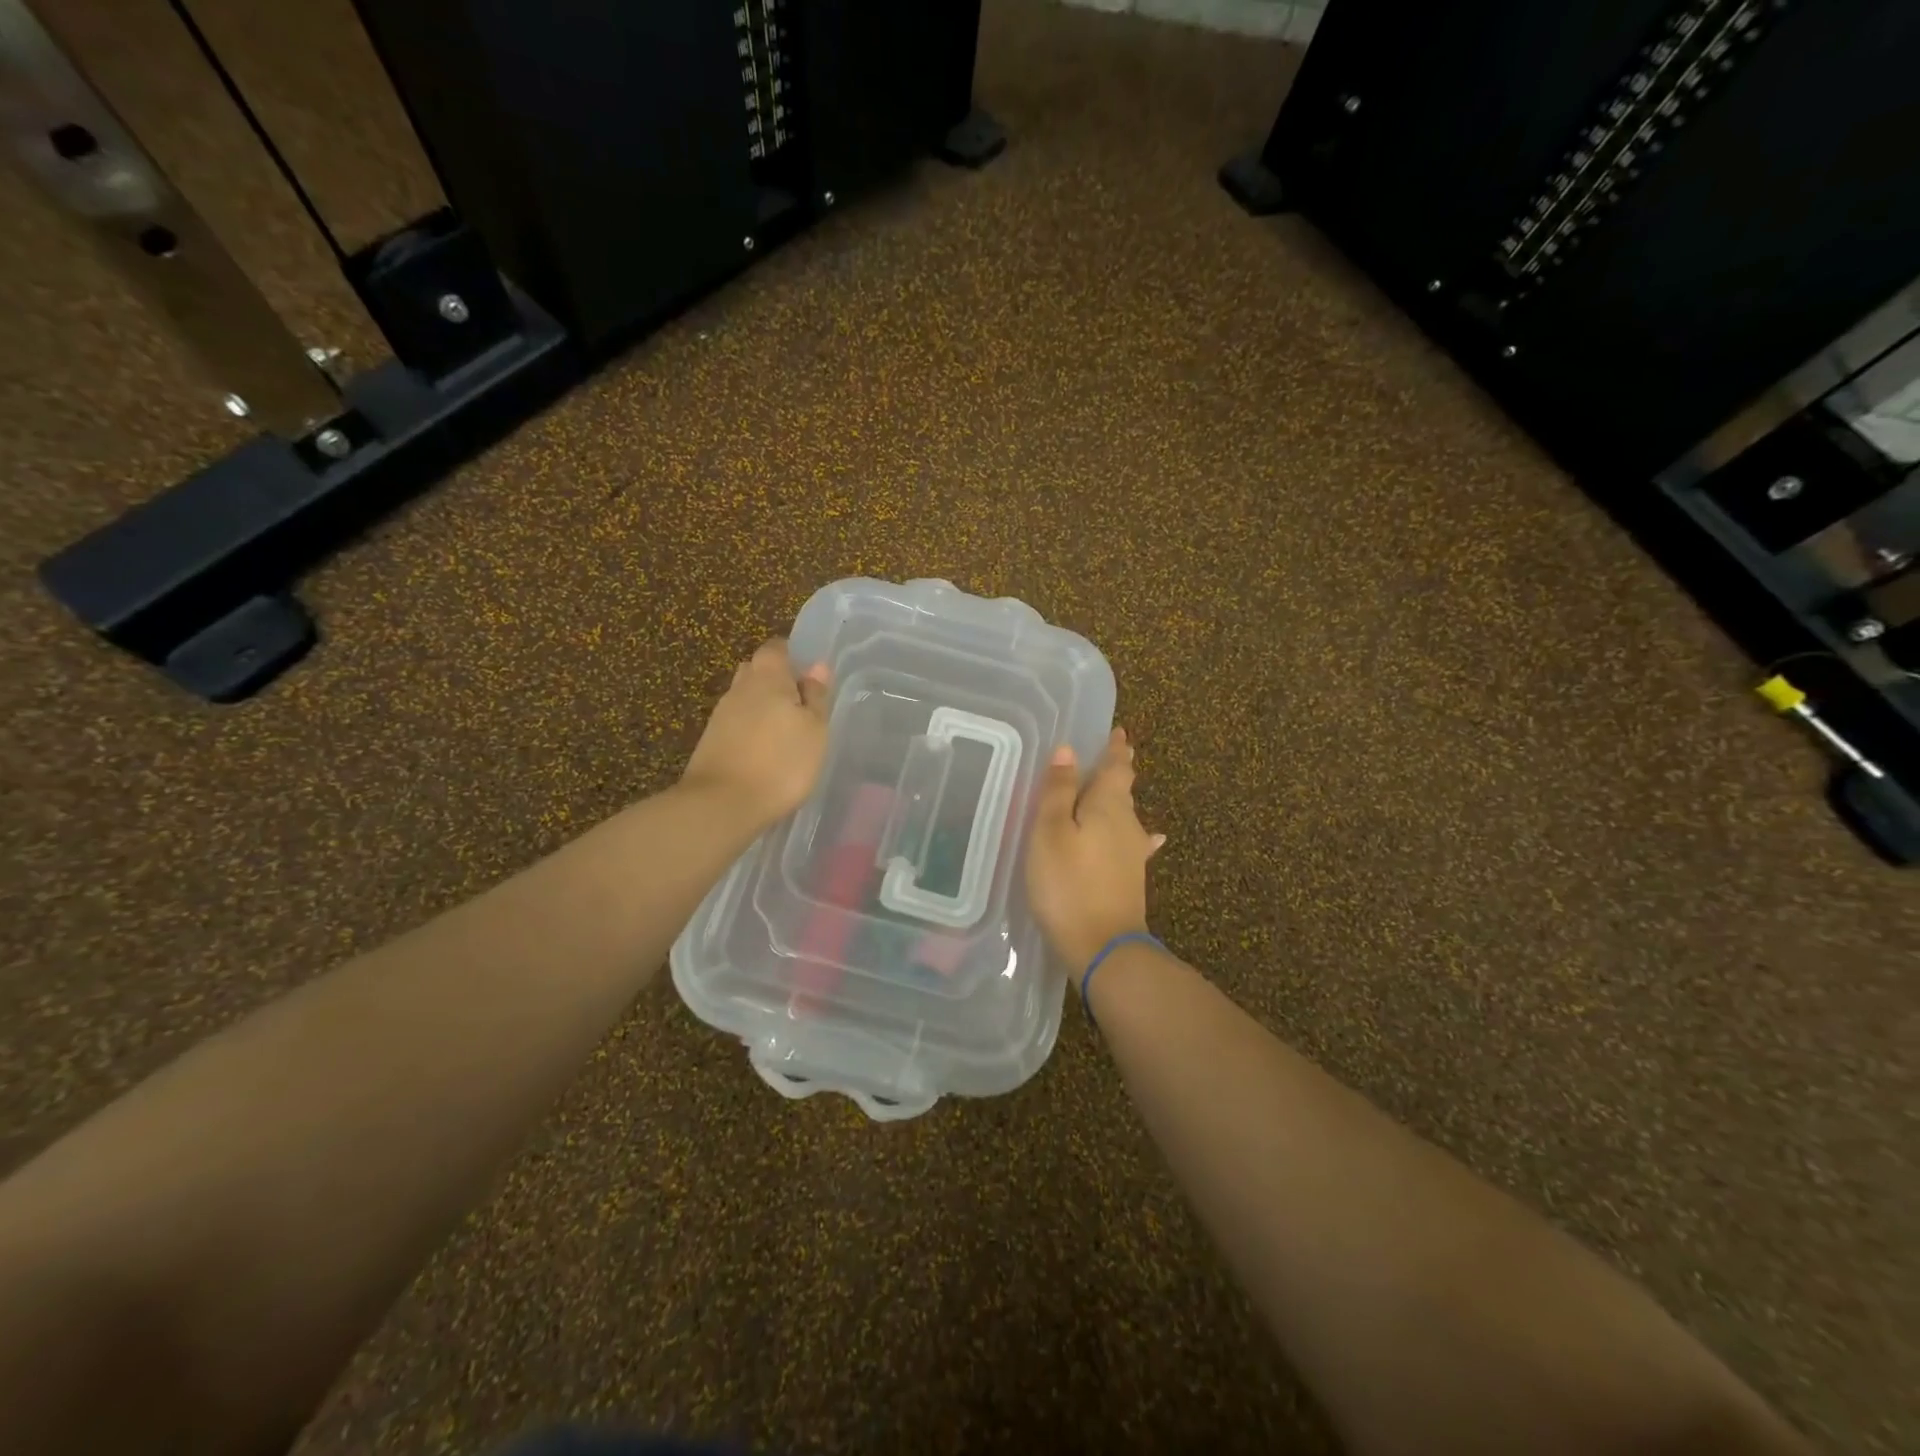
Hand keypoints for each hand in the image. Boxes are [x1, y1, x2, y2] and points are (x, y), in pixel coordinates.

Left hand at [682, 639, 830, 828]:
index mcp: (767, 677)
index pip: (775, 648)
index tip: (808, 675)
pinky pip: (736, 723)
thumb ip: (816, 696)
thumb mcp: (815, 730)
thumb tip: (816, 666)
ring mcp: (720, 716)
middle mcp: (739, 688)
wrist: (723, 804)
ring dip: (762, 707)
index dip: (791, 655)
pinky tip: (765, 751)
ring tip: (786, 731)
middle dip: (775, 680)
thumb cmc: (781, 762)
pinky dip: (750, 729)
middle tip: (799, 702)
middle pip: (756, 671)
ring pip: (744, 698)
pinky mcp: (711, 742)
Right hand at [1027, 727, 1165, 975]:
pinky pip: (1131, 845)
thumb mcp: (1050, 832)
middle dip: (1118, 771)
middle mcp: (1128, 825)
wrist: (1104, 947)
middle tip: (1115, 753)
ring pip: (1126, 817)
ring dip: (1119, 800)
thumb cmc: (1069, 884)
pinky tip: (1150, 840)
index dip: (1116, 749)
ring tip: (1115, 789)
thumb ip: (1058, 791)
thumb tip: (1068, 750)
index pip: (1116, 767)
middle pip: (1123, 790)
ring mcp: (1133, 855)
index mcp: (1108, 806)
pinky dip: (1135, 836)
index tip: (1119, 731)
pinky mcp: (1129, 880)